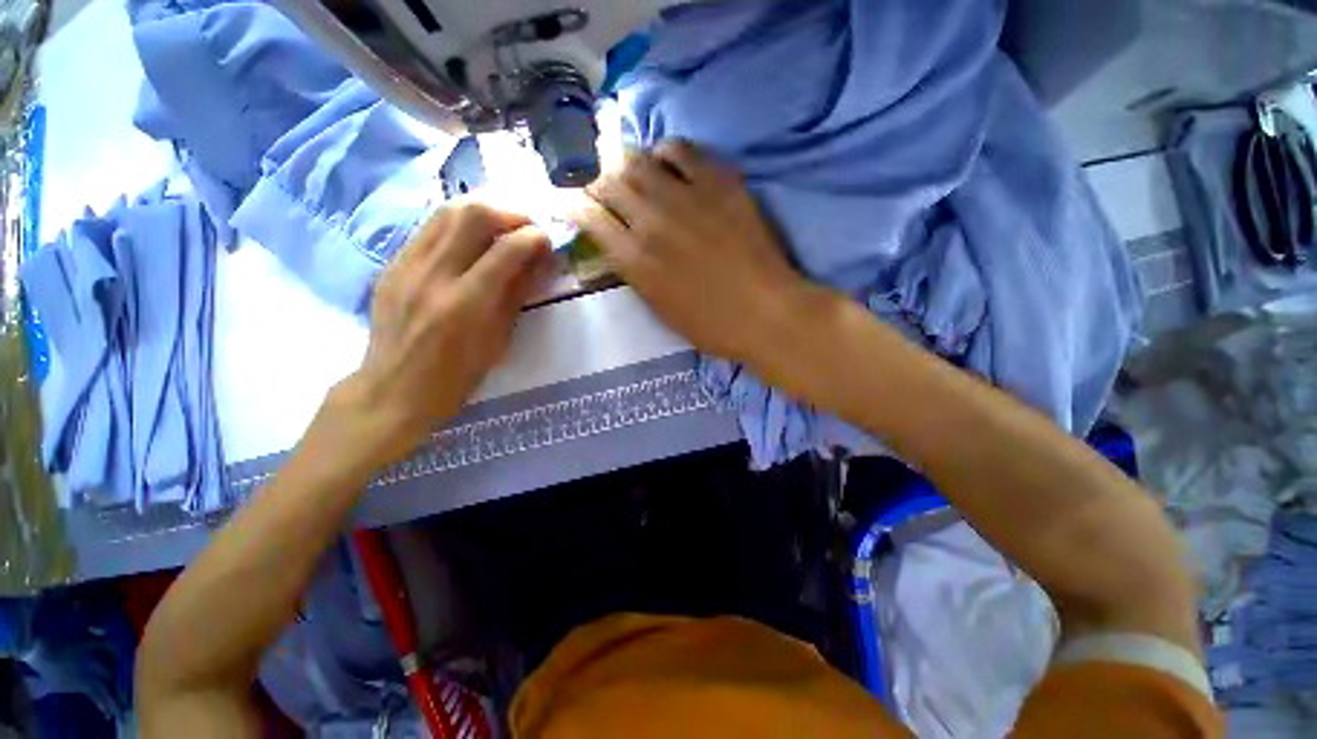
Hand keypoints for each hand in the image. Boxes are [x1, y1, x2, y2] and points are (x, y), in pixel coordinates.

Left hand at [336, 203, 550, 465]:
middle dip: (509, 214)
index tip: (547, 239)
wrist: (394, 389)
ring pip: (447, 212)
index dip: (533, 237)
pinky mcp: (392, 264)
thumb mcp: (499, 340)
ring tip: (502, 228)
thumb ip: (517, 294)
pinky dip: (458, 227)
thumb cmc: (457, 376)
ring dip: (482, 212)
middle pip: (472, 215)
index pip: (505, 250)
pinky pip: (429, 229)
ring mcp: (406, 265)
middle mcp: (432, 275)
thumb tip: (540, 260)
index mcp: (465, 304)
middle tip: (526, 228)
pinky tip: (471, 242)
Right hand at [571, 140, 811, 363]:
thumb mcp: (659, 309)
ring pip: (637, 160)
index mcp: (634, 261)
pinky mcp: (718, 182)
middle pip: (608, 182)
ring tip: (628, 170)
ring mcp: (685, 197)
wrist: (765, 313)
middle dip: (594, 180)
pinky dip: (664, 151)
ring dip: (624, 163)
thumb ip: (635, 273)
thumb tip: (620, 243)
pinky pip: (680, 148)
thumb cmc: (711, 325)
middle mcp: (651, 222)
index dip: (574, 204)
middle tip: (598, 183)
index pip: (589, 217)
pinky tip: (665, 161)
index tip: (571, 199)